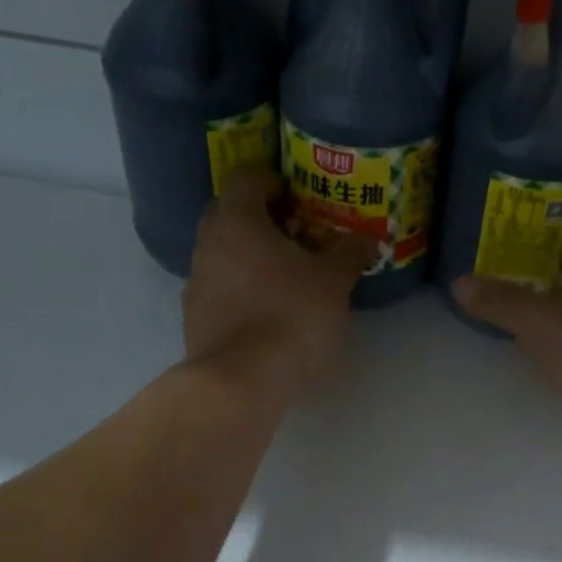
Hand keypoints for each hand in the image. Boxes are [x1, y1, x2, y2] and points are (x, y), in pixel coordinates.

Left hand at [184, 170, 372, 408]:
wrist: (239, 382)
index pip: (246, 178)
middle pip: (230, 215)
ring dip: (251, 257)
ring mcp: (196, 283)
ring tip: (288, 278)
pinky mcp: (195, 319)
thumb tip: (367, 238)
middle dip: (262, 220)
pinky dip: (243, 290)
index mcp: (237, 221)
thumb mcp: (333, 282)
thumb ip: (349, 253)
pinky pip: (221, 289)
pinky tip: (270, 312)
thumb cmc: (289, 316)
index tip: (298, 198)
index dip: (273, 181)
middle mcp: (208, 244)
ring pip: (224, 254)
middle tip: (298, 236)